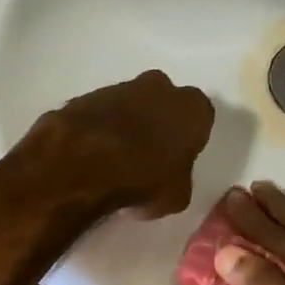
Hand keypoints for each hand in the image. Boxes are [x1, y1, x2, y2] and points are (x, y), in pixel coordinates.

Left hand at [35, 71, 214, 217]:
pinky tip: (92, 154)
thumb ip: (179, 181)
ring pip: (130, 105)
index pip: (200, 119)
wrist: (84, 162)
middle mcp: (160, 87)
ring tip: (115, 159)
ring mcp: (121, 87)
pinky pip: (102, 113)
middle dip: (158, 123)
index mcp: (193, 108)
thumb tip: (169, 181)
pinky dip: (100, 128)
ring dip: (126, 124)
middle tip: (147, 156)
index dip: (188, 140)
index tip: (176, 160)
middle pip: (164, 103)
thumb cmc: (143, 178)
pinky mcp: (88, 95)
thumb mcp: (176, 197)